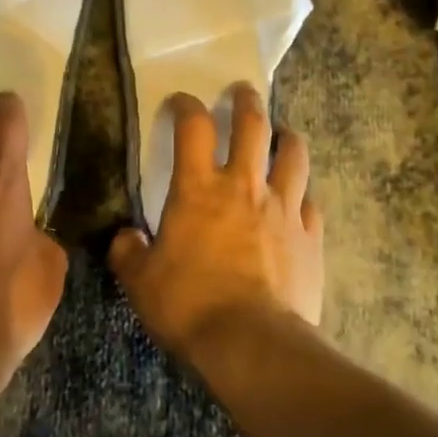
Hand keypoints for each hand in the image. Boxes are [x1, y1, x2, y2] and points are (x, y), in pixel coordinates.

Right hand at [109, 85, 323, 358]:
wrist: (252, 344)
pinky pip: (311, 203)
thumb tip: (125, 238)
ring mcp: (283, 208)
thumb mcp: (141, 282)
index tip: (182, 101)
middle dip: (247, 102)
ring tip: (283, 135)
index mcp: (199, 188)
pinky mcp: (310, 237)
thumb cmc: (189, 305)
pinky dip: (303, 195)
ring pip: (294, 155)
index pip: (193, 126)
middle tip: (243, 92)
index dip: (187, 106)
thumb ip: (128, 253)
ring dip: (288, 138)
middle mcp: (244, 185)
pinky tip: (299, 200)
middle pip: (254, 125)